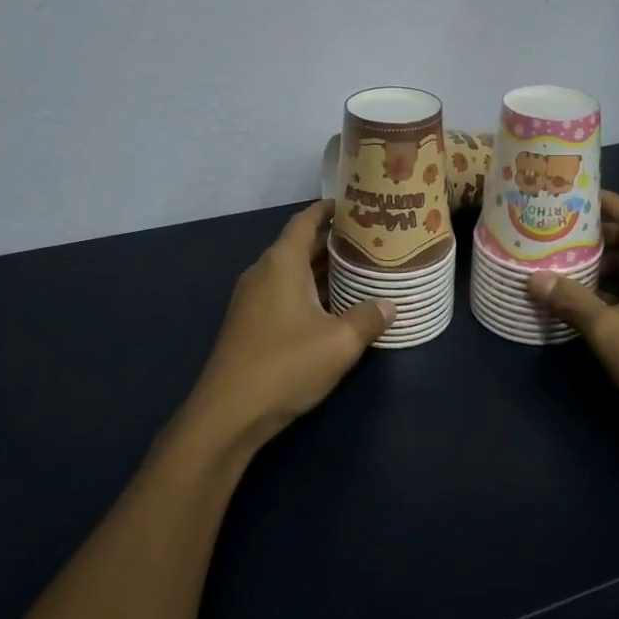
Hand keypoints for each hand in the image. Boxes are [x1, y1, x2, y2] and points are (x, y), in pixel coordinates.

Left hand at [177, 201, 392, 453]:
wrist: (228, 413)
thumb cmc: (286, 365)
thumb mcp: (339, 342)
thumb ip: (368, 318)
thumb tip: (390, 304)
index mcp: (281, 263)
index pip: (304, 222)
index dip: (327, 210)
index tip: (352, 206)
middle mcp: (263, 273)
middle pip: (299, 247)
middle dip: (332, 243)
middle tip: (369, 243)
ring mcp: (252, 300)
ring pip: (291, 273)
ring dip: (321, 271)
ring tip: (358, 272)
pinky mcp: (249, 325)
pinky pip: (283, 294)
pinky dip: (308, 293)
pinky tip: (332, 309)